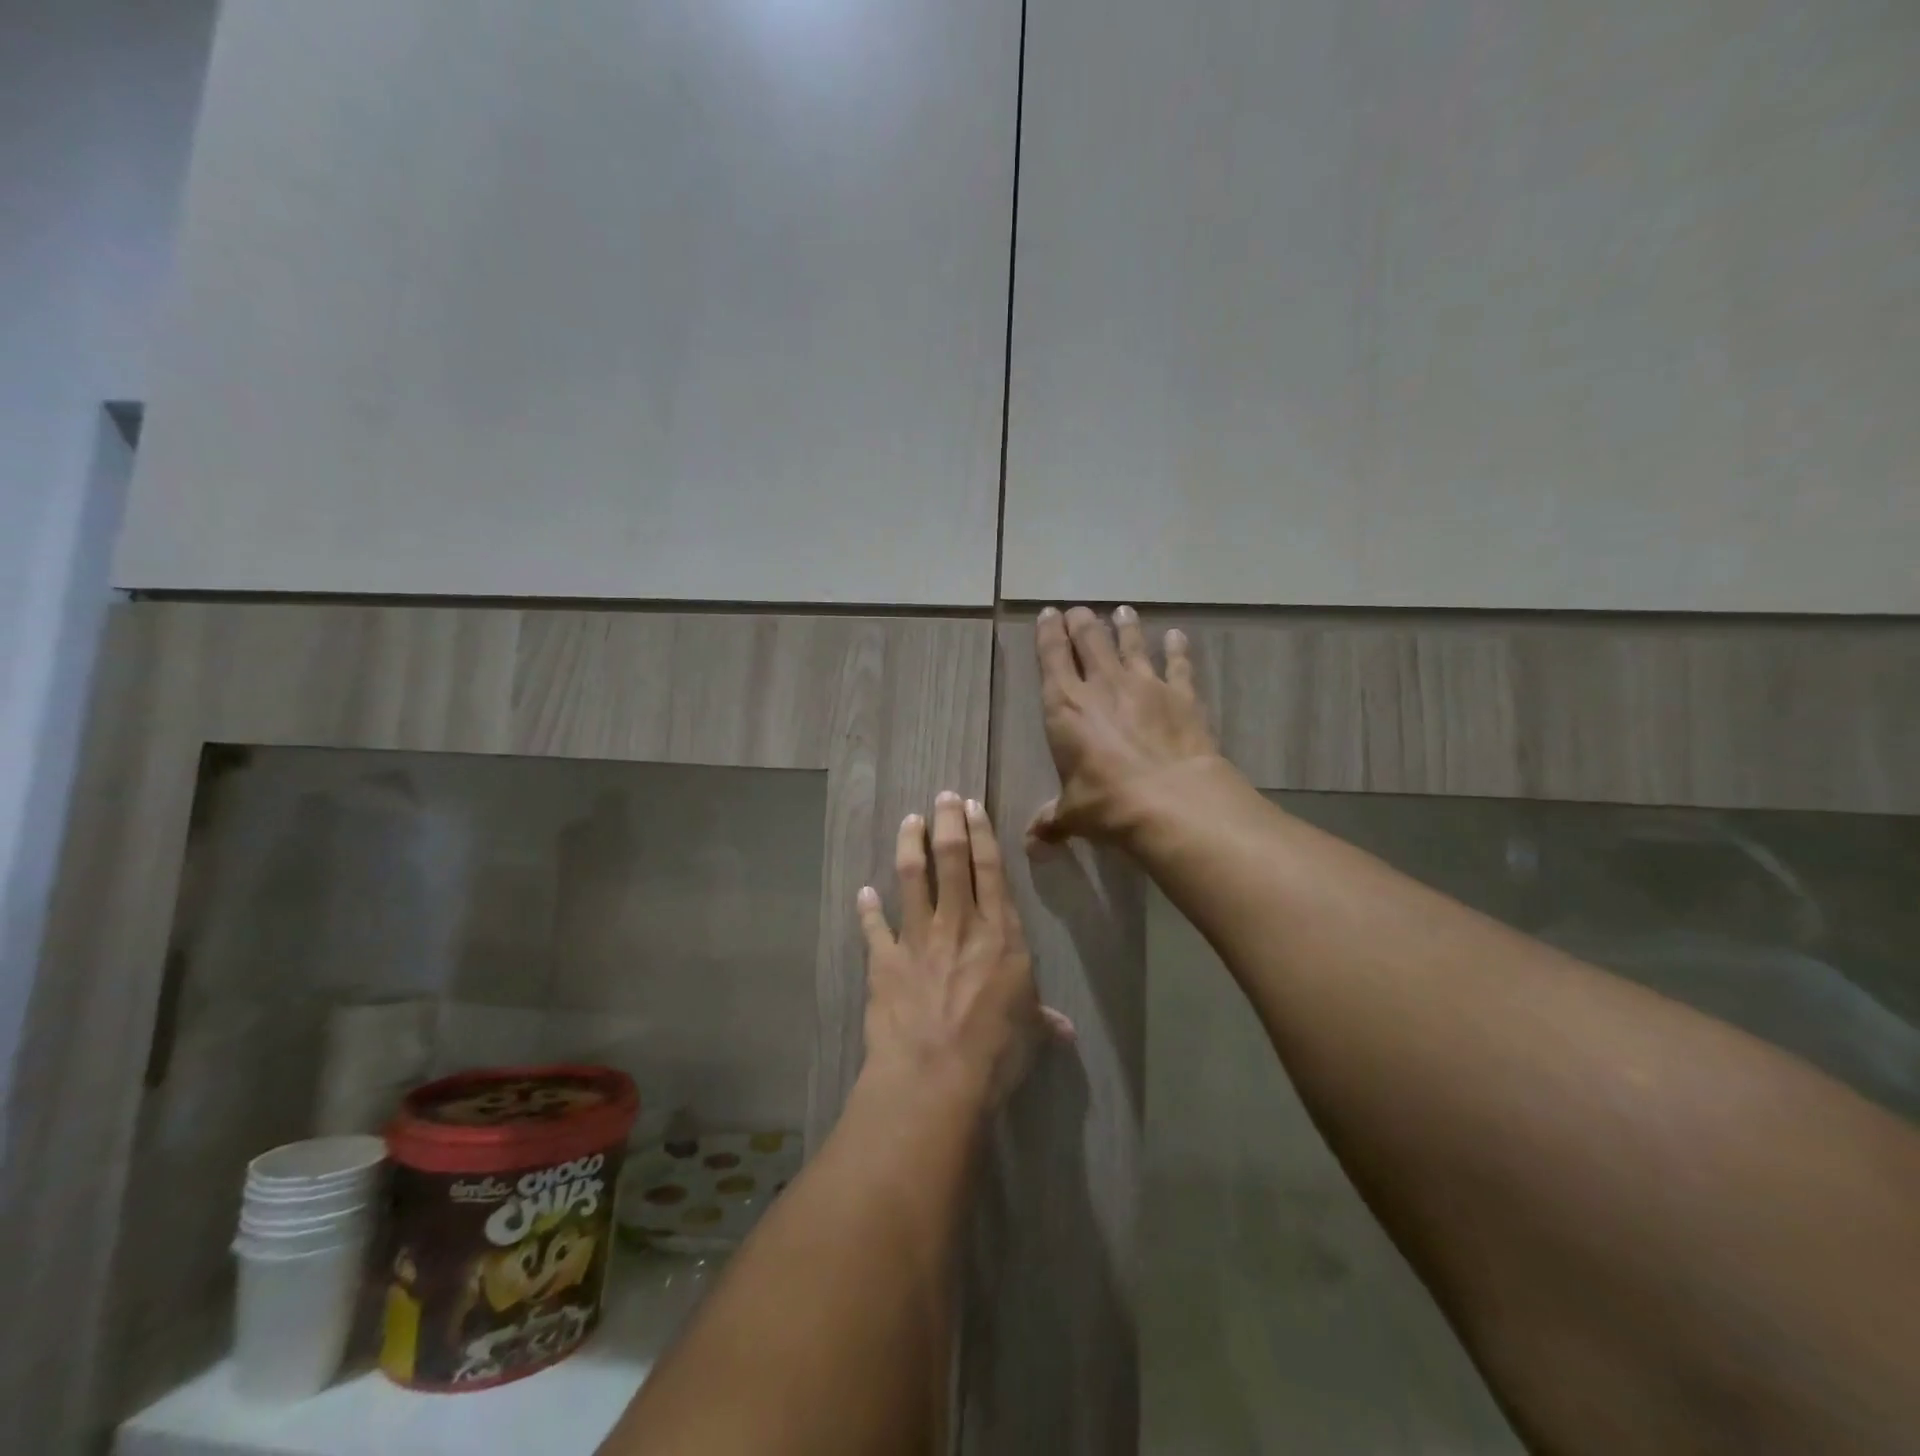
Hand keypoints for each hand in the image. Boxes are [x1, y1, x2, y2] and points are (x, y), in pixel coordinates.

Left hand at [857, 793, 1072, 1109]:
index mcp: (999, 934)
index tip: (973, 806)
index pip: (991, 870)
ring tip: (909, 821)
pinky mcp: (885, 960)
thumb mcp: (1028, 1034)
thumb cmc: (994, 1053)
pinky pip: (874, 927)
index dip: (982, 833)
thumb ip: (1042, 1021)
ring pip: (912, 877)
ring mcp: (918, 938)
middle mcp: (959, 924)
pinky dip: (867, 908)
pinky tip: (863, 892)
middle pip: (952, 858)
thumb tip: (1066, 1030)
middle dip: (947, 821)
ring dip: (909, 844)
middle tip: (943, 796)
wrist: (934, 1077)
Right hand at [1030, 605, 1224, 846]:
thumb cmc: (1107, 804)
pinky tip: (1177, 636)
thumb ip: (1051, 823)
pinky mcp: (1181, 695)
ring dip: (1125, 626)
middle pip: (1090, 640)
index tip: (1048, 614)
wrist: (1171, 801)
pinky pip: (1178, 665)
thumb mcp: (1073, 815)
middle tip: (1079, 611)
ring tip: (1123, 611)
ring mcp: (1145, 685)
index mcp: (1065, 707)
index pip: (1051, 657)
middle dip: (1082, 622)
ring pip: (1131, 643)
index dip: (1048, 633)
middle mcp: (1102, 686)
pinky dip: (1178, 649)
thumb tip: (1032, 847)